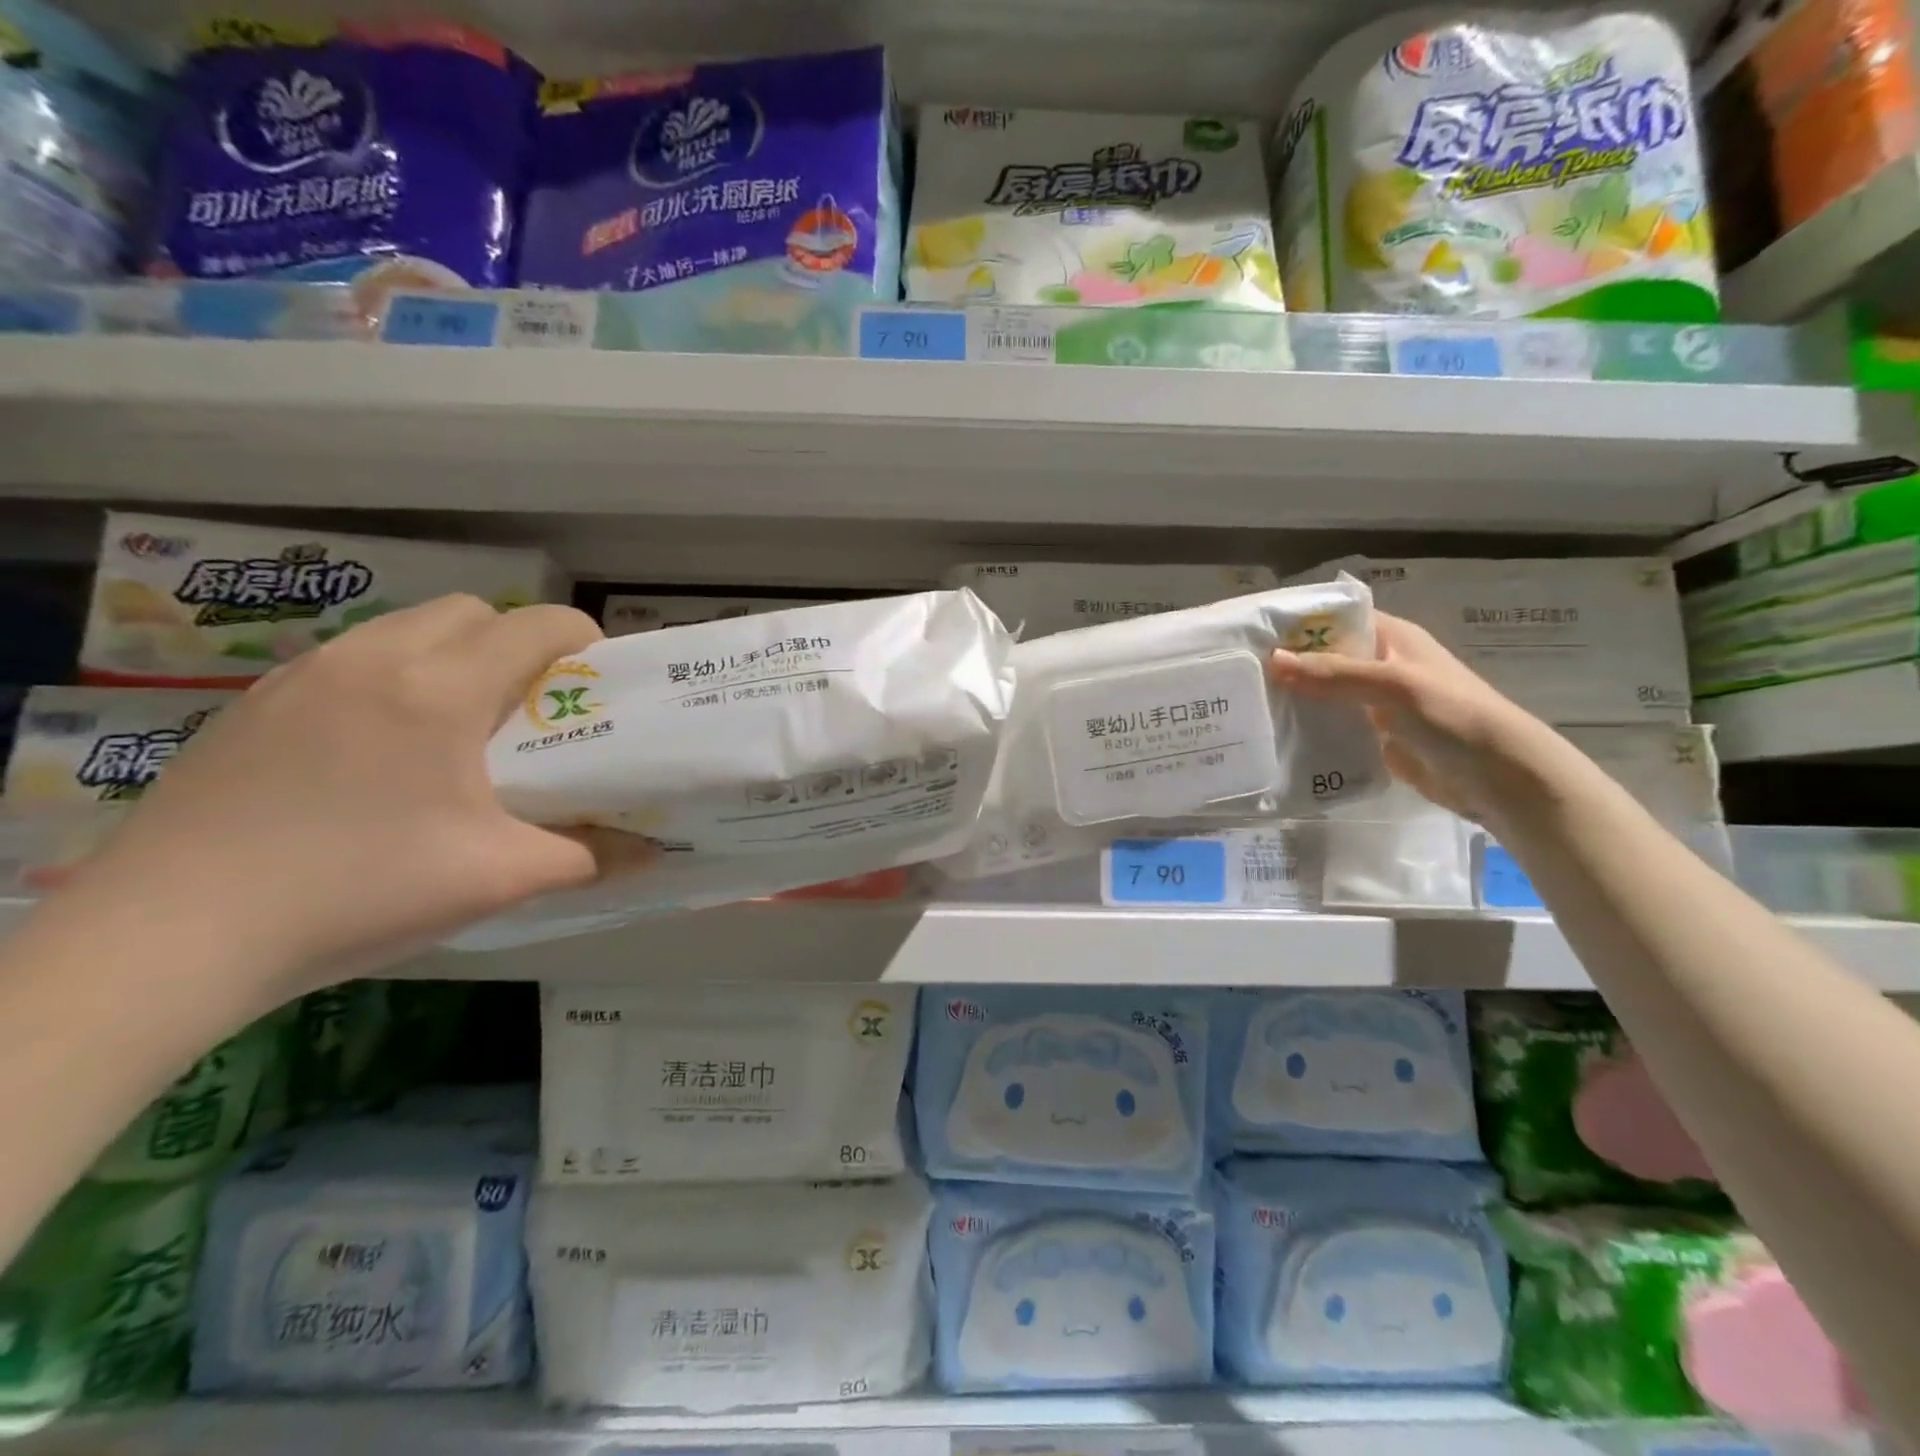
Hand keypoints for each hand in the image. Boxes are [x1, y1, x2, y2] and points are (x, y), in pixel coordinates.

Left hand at [63, 595, 652, 991]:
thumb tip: (652, 852)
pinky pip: (353, 660)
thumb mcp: (498, 878)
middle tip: (531, 709)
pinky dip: (394, 678)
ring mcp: (306, 674)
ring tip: (461, 729)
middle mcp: (375, 658)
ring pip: (407, 629)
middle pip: (473, 612)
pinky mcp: (258, 702)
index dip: (584, 641)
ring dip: (454, 657)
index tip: (598, 684)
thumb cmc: (360, 890)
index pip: (537, 625)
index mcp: (441, 688)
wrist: (172, 934)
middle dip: (517, 644)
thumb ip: (589, 856)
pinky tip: (385, 751)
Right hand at [1267, 612, 1569, 825]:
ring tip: (1246, 706)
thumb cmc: (1452, 717)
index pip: (1334, 618)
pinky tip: (1276, 737)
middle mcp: (1380, 665)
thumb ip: (1333, 674)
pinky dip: (1309, 729)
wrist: (1500, 778)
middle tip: (1237, 676)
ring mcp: (1376, 702)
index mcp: (1391, 638)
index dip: (1296, 623)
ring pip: (1324, 693)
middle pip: (1323, 657)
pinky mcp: (1373, 736)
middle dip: (1286, 665)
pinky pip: (1332, 726)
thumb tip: (1273, 659)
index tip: (1250, 634)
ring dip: (1294, 699)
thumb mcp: (1392, 686)